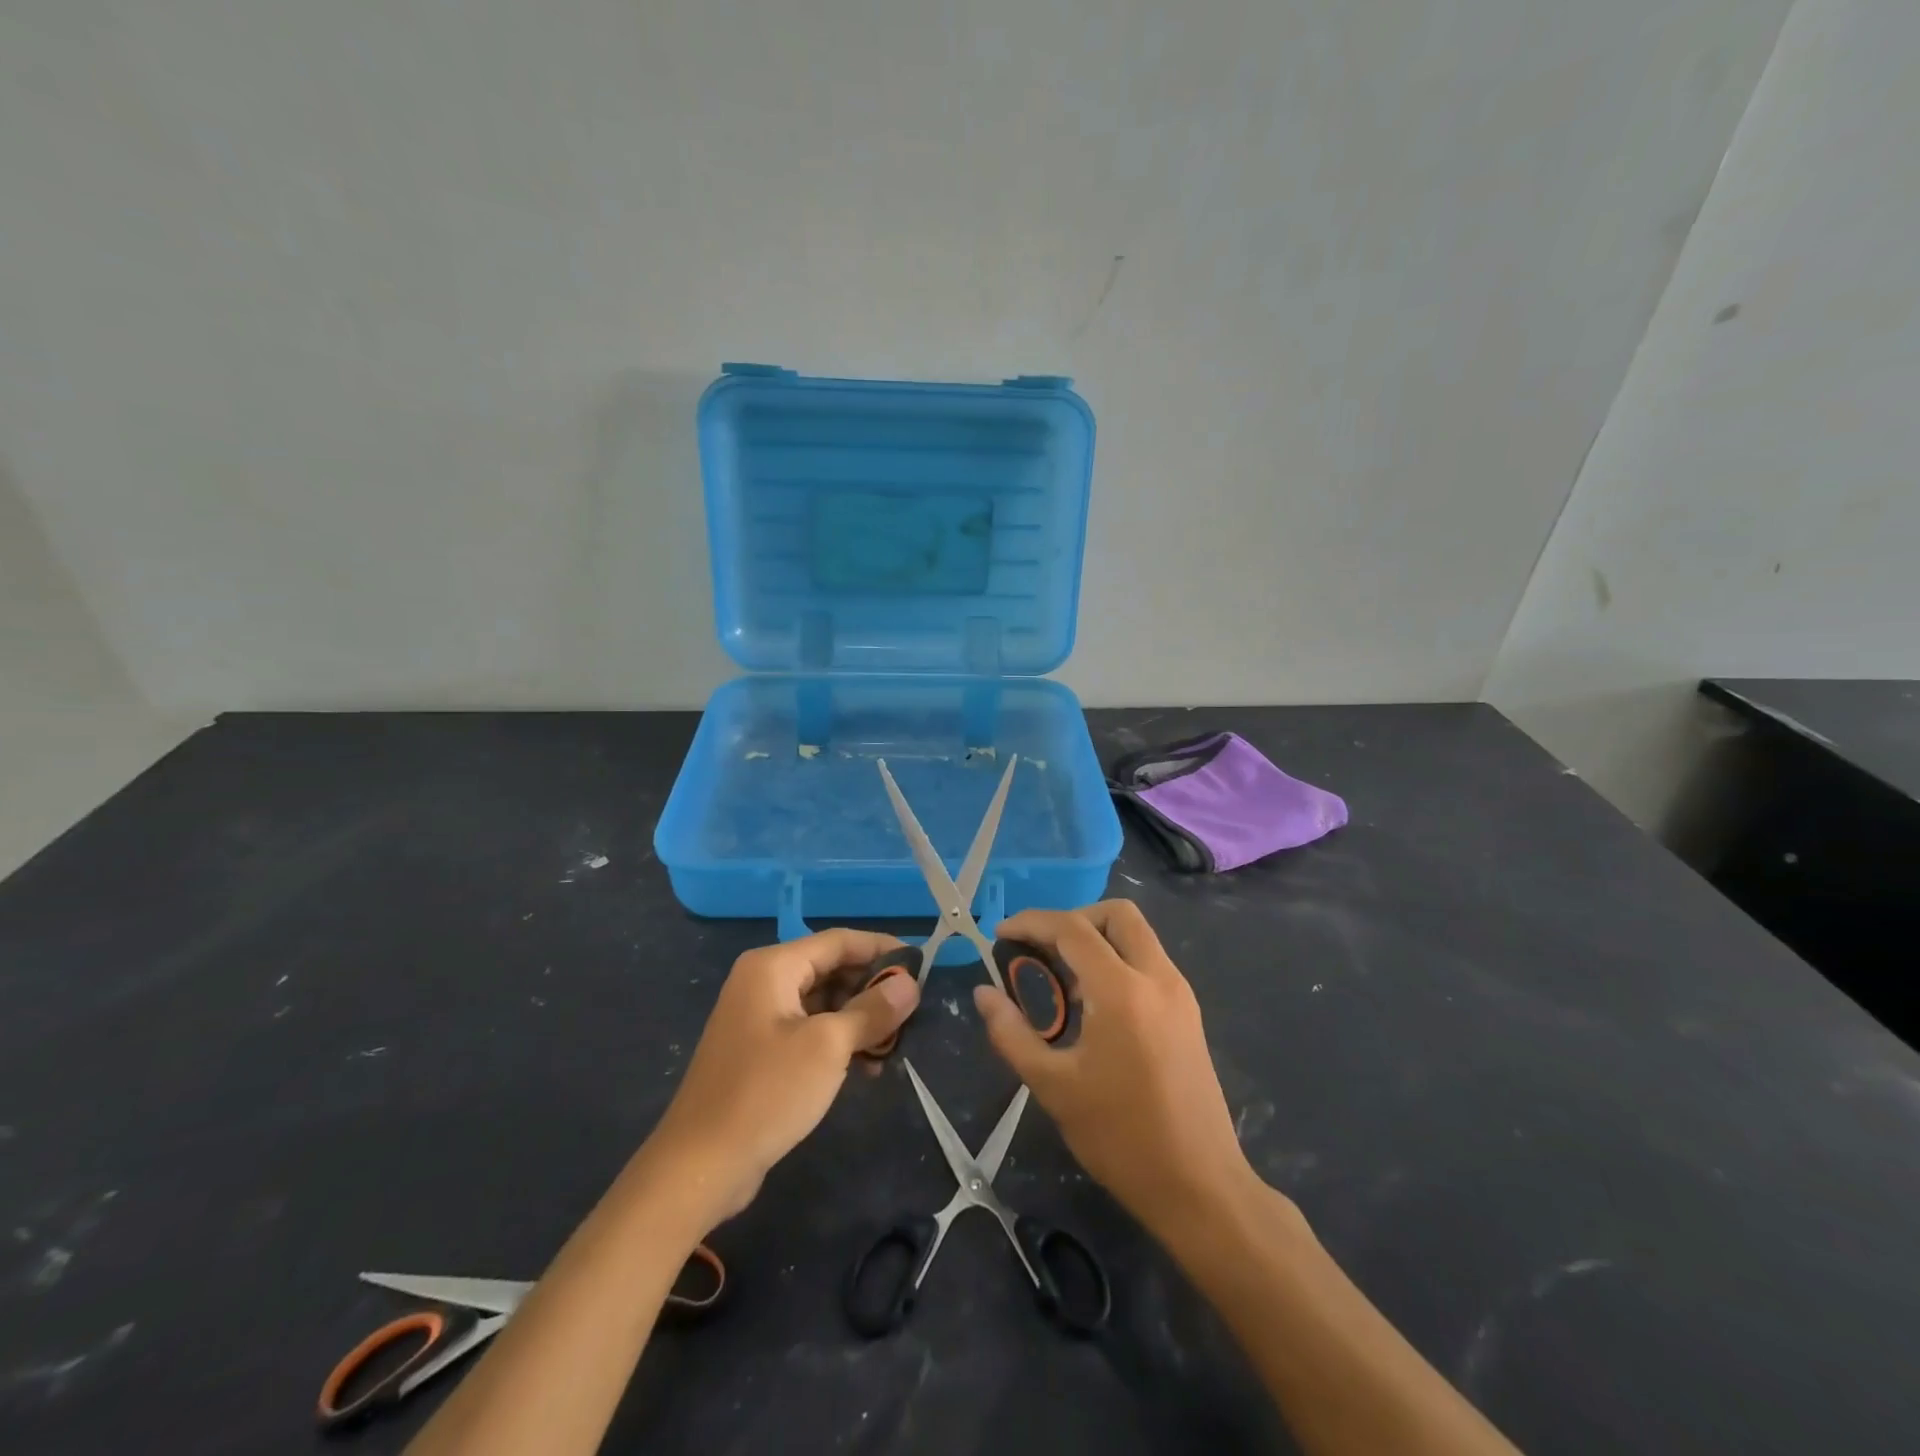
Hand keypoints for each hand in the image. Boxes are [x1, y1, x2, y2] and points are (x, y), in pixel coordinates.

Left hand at [647, 929, 918, 1227]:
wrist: (700, 1166)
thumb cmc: (767, 1092)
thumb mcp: (828, 1047)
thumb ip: (872, 1010)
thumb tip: (910, 983)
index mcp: (773, 967)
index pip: (839, 941)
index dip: (882, 948)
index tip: (922, 966)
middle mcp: (763, 982)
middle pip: (831, 969)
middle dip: (872, 988)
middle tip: (913, 1010)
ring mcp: (759, 1018)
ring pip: (823, 1002)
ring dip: (860, 1018)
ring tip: (896, 1042)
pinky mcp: (760, 1051)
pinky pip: (809, 1030)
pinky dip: (839, 1041)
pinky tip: (867, 1066)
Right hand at [974, 901, 1253, 1236]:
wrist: (1200, 1188)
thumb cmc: (1121, 1138)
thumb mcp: (1054, 1087)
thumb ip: (1012, 1034)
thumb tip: (984, 994)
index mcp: (1122, 991)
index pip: (1072, 929)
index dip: (1032, 922)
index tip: (1001, 935)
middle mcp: (1157, 978)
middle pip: (1116, 914)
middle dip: (1073, 918)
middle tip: (1040, 949)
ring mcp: (1179, 994)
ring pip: (1137, 936)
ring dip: (1097, 940)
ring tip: (1062, 981)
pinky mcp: (1188, 1014)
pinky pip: (1148, 963)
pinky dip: (1117, 962)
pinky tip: (1093, 1005)